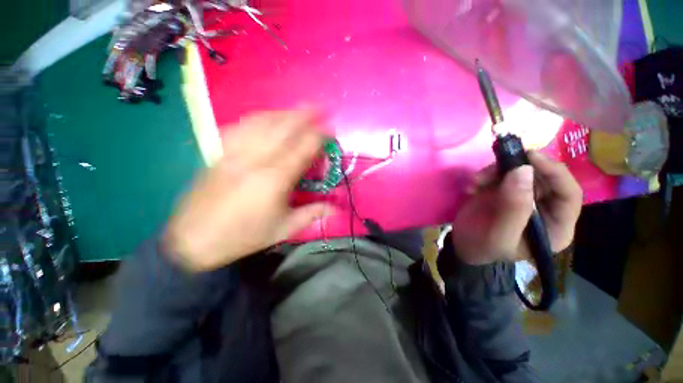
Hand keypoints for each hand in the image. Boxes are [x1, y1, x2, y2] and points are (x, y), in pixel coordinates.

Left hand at [164, 110, 330, 271]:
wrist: (194, 240)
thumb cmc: (244, 236)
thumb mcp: (284, 229)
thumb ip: (312, 213)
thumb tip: (336, 207)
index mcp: (275, 179)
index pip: (303, 148)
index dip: (319, 136)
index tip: (331, 130)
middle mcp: (256, 160)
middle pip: (283, 128)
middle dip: (304, 115)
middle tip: (319, 107)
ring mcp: (234, 153)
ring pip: (261, 123)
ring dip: (283, 113)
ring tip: (297, 110)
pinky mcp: (219, 153)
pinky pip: (240, 127)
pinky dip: (257, 118)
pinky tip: (265, 117)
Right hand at [451, 152, 581, 264]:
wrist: (463, 245)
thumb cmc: (483, 248)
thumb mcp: (499, 235)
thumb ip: (513, 208)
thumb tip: (524, 170)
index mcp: (555, 226)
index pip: (569, 194)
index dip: (555, 173)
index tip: (530, 158)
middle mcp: (546, 208)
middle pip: (544, 178)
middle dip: (519, 169)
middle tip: (494, 167)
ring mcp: (524, 197)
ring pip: (522, 172)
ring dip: (497, 171)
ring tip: (476, 181)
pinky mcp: (506, 191)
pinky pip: (502, 174)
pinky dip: (486, 175)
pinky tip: (472, 186)